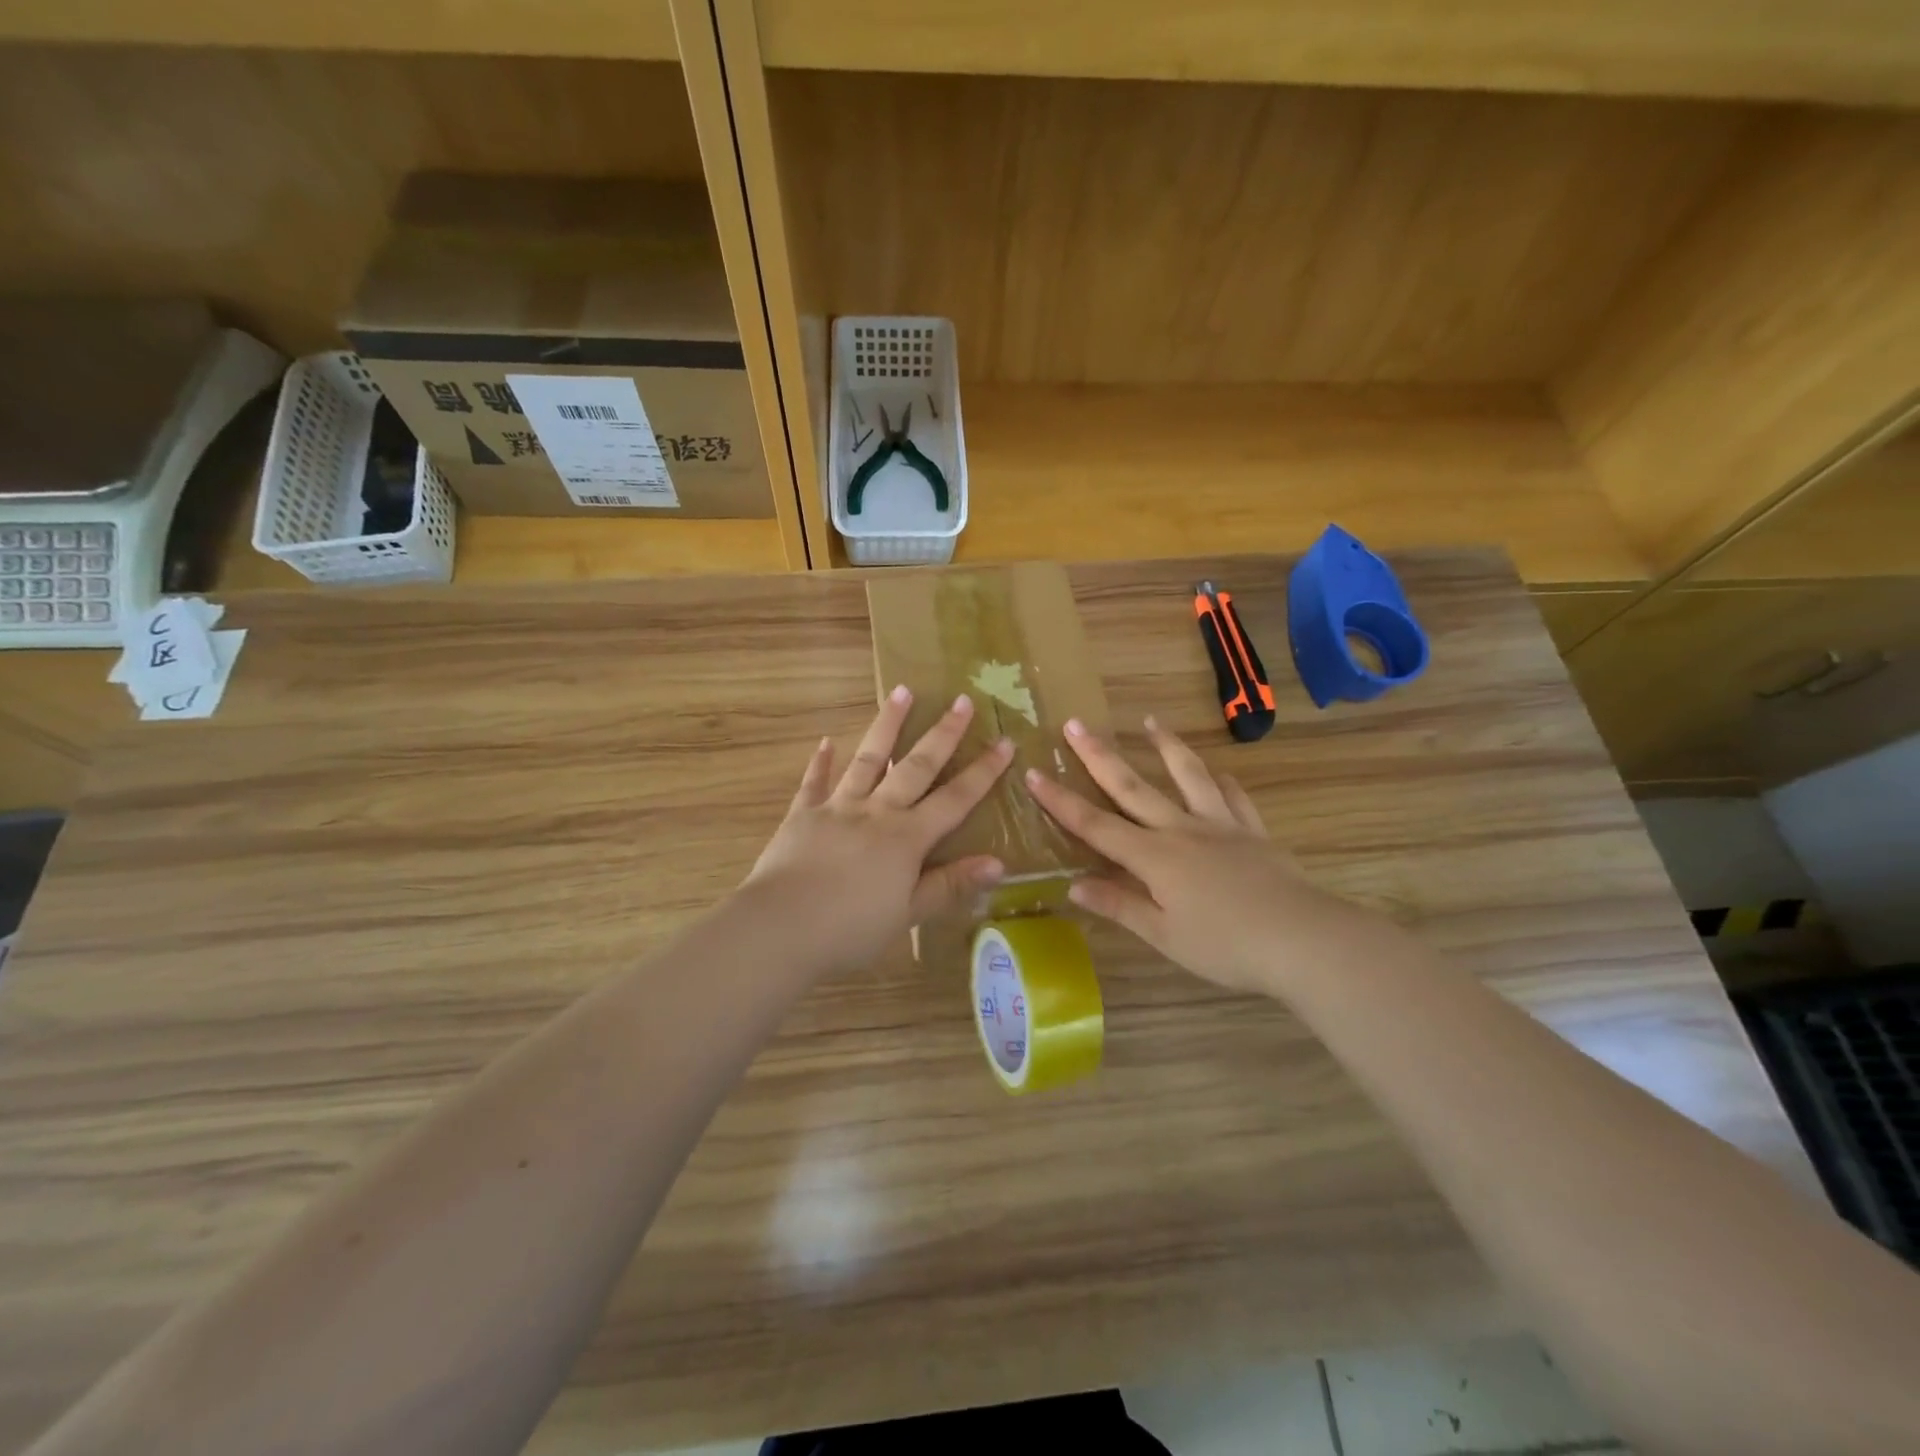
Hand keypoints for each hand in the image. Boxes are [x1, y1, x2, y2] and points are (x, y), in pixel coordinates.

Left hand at [741, 686, 1014, 973]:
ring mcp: (838, 808)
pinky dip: (821, 762)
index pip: (955, 799)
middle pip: (916, 766)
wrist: (781, 927)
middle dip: (943, 734)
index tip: (1005, 742)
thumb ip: (950, 885)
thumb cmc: (851, 928)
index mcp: (907, 838)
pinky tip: (826, 741)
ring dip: (887, 725)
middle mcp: (877, 812)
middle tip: (963, 700)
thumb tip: (999, 863)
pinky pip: (814, 782)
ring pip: (868, 759)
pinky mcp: (802, 815)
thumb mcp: (909, 914)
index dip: (982, 772)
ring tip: (901, 691)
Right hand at [1023, 716, 1386, 995]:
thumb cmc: (1226, 945)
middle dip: (1100, 756)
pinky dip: (1224, 783)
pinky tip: (1220, 773)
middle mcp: (1181, 830)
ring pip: (1189, 777)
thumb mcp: (1164, 934)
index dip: (1061, 801)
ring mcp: (1220, 826)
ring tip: (1151, 721)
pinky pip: (1235, 799)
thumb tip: (1074, 885)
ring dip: (1167, 747)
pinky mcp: (1253, 832)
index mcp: (1153, 857)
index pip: (1095, 825)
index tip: (1034, 773)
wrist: (1303, 940)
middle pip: (1133, 787)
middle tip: (1077, 724)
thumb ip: (1119, 905)